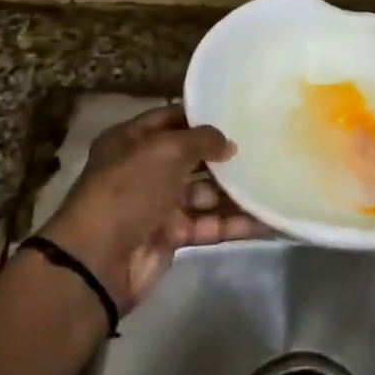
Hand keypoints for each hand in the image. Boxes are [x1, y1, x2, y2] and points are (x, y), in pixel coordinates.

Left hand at [38, 105, 264, 309]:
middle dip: (226, 157)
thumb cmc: (129, 190)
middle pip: (193, 158)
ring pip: (206, 194)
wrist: (98, 260)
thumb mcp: (166, 151)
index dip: (203, 117)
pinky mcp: (173, 236)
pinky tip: (269, 219)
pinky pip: (211, 224)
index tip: (240, 114)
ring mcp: (159, 204)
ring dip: (238, 192)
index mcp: (132, 141)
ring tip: (276, 182)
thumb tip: (229, 144)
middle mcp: (146, 170)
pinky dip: (237, 223)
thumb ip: (202, 140)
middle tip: (266, 149)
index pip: (172, 119)